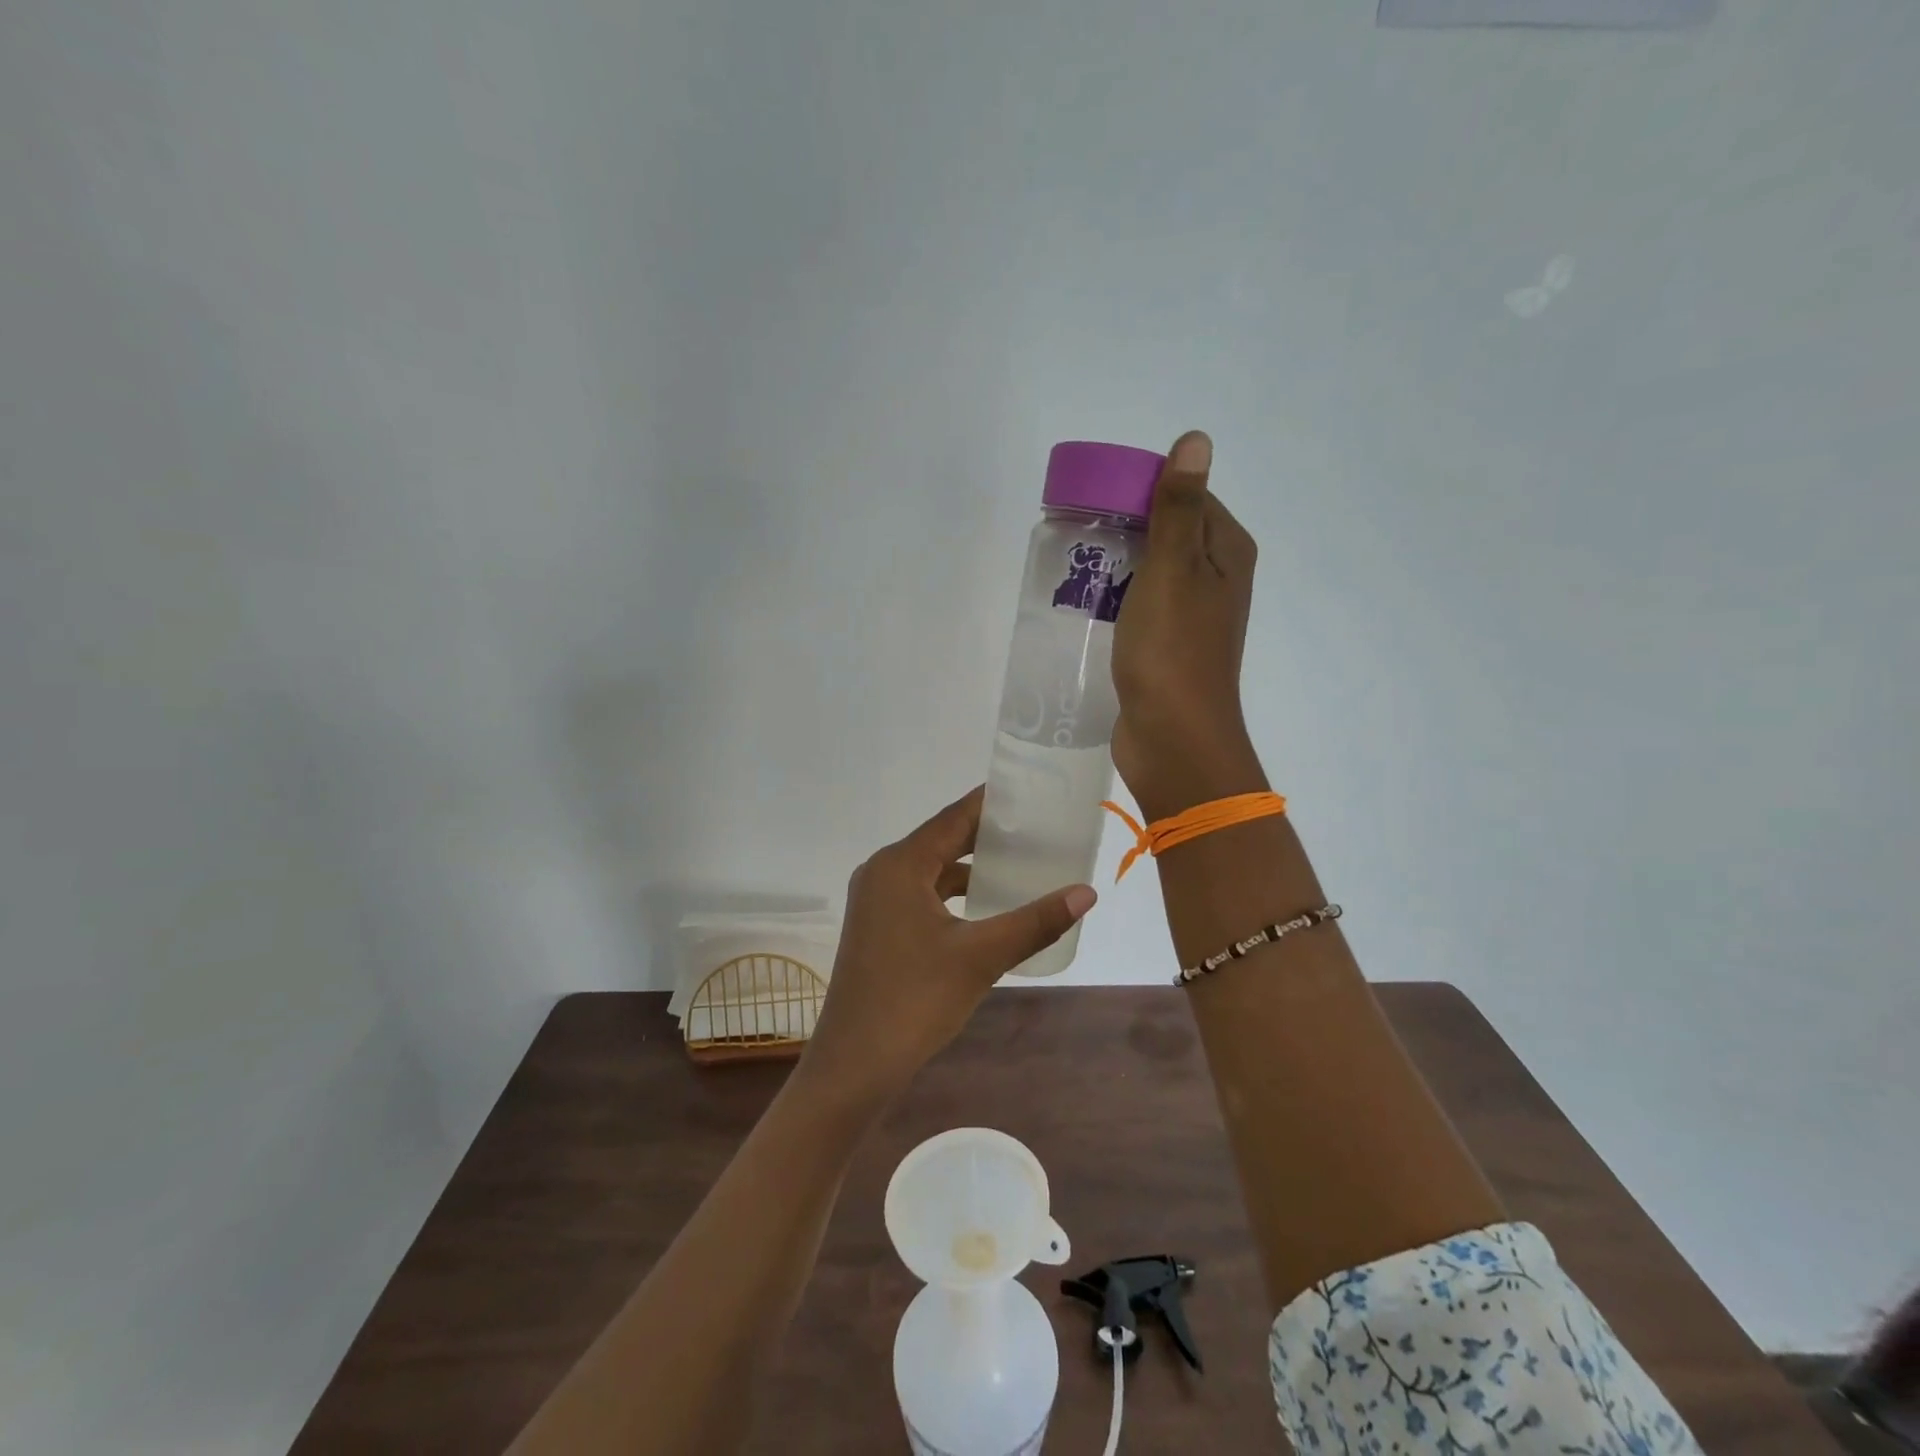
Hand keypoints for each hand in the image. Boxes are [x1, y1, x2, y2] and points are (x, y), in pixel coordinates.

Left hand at [800, 787, 1096, 1104]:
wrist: (854, 1065)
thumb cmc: (915, 1001)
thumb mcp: (982, 957)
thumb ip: (1035, 921)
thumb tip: (1086, 893)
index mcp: (900, 865)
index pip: (954, 818)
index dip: (992, 803)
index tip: (1031, 791)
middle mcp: (882, 871)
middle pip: (942, 840)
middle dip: (987, 835)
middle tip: (1037, 828)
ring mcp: (875, 900)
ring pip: (931, 870)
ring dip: (971, 867)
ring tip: (1019, 865)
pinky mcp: (877, 926)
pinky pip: (921, 894)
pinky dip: (953, 894)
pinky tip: (985, 907)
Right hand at [1111, 431, 1267, 819]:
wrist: (1173, 737)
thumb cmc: (1173, 650)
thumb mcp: (1172, 569)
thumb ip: (1178, 508)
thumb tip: (1196, 440)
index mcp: (1227, 553)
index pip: (1188, 497)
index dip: (1144, 490)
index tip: (1095, 494)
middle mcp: (1217, 580)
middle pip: (1168, 534)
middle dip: (1125, 527)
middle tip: (1075, 530)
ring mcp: (1192, 617)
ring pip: (1151, 572)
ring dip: (1117, 565)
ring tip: (1073, 565)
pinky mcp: (1166, 647)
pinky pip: (1141, 607)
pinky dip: (1117, 599)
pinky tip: (1086, 603)